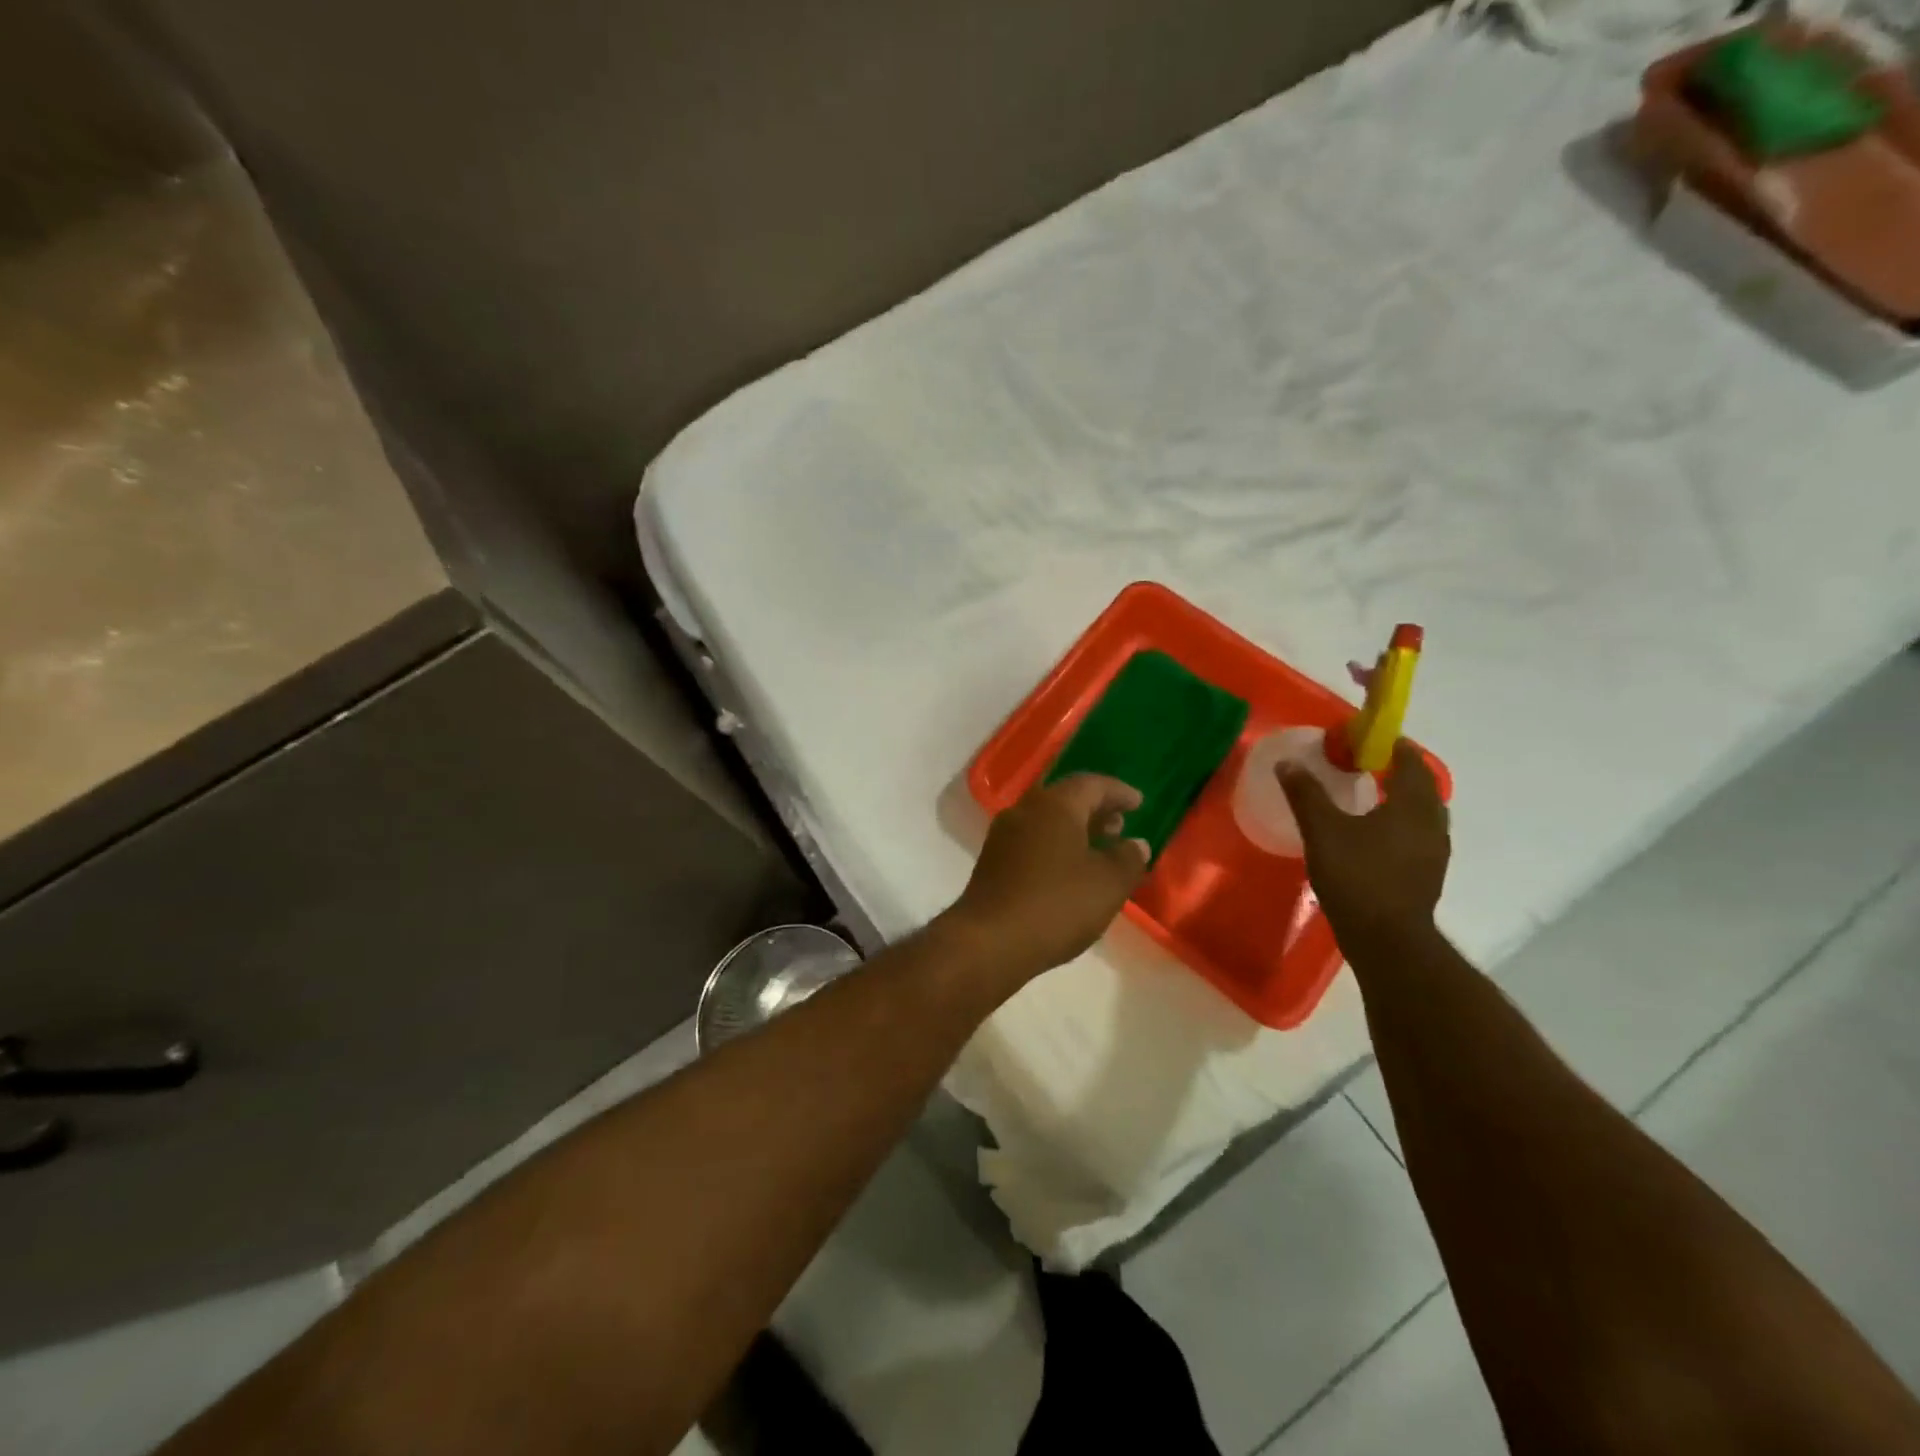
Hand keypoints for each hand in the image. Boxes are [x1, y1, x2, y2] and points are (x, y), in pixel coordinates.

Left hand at [944, 775, 1150, 978]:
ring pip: (1046, 821)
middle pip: (1065, 799)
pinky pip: (1032, 842)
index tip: (1138, 803)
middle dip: (1095, 810)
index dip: (1118, 792)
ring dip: (1075, 830)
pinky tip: (1069, 873)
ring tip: (1099, 851)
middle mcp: (1024, 811)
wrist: (989, 942)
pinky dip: (1056, 848)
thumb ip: (1128, 859)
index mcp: (1054, 805)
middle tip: (1120, 826)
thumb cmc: (1056, 905)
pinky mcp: (992, 862)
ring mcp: (1003, 836)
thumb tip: (1135, 844)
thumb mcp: (1108, 884)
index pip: (1091, 784)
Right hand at [1280, 739, 1449, 951]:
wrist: (1386, 938)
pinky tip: (1375, 836)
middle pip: (1422, 787)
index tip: (1369, 739)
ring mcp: (1435, 852)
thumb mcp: (1322, 830)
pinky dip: (1401, 825)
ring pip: (1423, 813)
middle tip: (1367, 765)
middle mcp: (1432, 824)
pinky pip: (1418, 836)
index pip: (1411, 762)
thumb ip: (1306, 794)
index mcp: (1412, 805)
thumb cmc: (1356, 875)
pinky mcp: (1428, 874)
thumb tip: (1288, 762)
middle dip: (1398, 772)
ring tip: (1370, 798)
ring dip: (1402, 799)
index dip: (1394, 746)